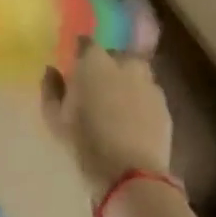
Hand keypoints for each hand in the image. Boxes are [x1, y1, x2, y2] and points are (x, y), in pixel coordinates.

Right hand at [39, 45, 173, 202]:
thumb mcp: (55, 118)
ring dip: (126, 82)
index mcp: (95, 62)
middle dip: (106, 65)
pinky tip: (133, 119)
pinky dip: (140, 100)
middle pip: (115, 55)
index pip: (86, 43)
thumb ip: (51, 88)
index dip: (79, 53)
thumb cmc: (85, 142)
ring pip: (135, 73)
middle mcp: (125, 64)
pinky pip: (148, 93)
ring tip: (117, 104)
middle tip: (96, 86)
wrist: (131, 173)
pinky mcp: (164, 104)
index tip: (73, 65)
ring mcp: (148, 83)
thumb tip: (51, 70)